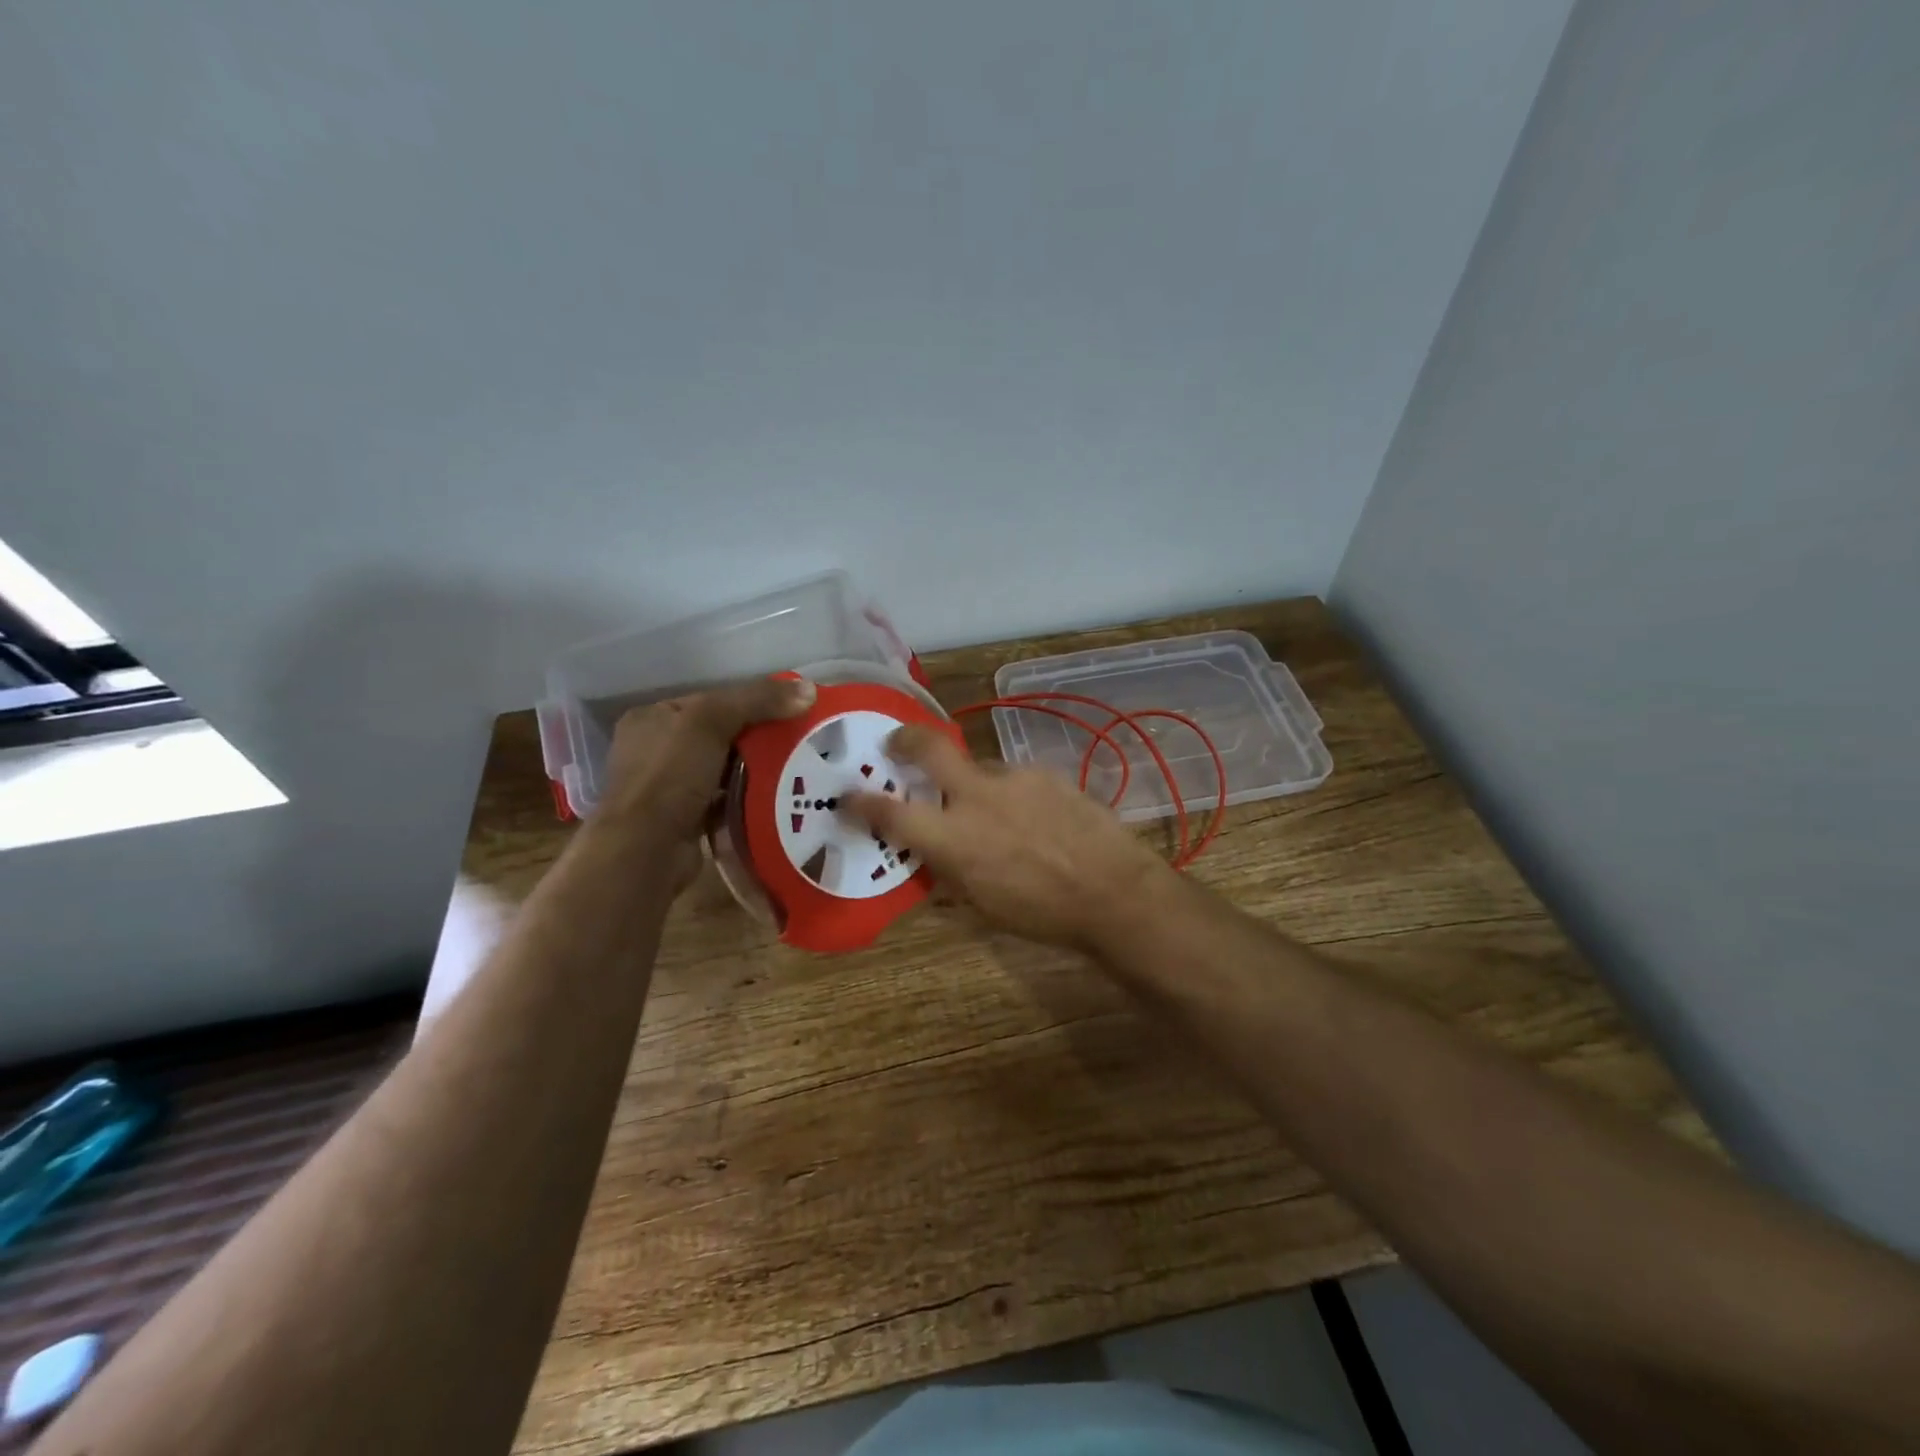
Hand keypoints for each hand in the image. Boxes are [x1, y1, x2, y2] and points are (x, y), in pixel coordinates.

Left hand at [596, 676, 816, 883]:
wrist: (646, 850)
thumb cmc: (670, 775)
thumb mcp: (711, 721)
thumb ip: (758, 700)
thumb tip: (809, 689)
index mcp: (652, 719)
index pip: (709, 701)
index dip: (750, 702)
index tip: (789, 710)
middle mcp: (654, 750)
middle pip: (719, 735)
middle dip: (756, 738)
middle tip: (798, 739)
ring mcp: (668, 788)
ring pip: (723, 769)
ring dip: (754, 770)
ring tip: (796, 766)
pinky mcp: (684, 820)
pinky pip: (724, 800)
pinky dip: (747, 798)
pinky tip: (776, 797)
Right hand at [846, 725, 1172, 951]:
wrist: (1113, 891)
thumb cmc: (1043, 913)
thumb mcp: (983, 906)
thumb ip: (950, 874)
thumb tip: (932, 857)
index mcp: (953, 838)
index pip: (892, 813)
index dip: (862, 802)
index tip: (848, 795)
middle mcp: (977, 797)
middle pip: (928, 748)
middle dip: (904, 740)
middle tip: (896, 744)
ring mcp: (1014, 779)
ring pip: (980, 768)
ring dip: (975, 785)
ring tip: (998, 815)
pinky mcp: (1046, 774)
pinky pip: (1015, 779)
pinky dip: (1012, 795)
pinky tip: (1034, 818)